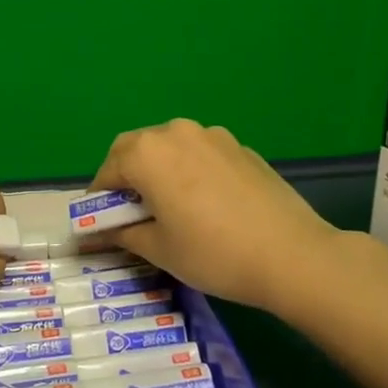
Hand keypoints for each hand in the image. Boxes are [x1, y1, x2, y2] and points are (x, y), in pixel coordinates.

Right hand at [90, 119, 353, 314]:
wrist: (292, 255)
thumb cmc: (212, 253)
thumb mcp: (158, 249)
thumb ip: (121, 233)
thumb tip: (95, 233)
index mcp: (147, 153)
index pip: (107, 170)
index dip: (98, 198)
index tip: (100, 223)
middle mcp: (175, 132)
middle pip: (136, 149)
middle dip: (126, 176)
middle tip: (130, 212)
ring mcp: (212, 135)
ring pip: (169, 147)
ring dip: (158, 169)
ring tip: (169, 206)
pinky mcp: (240, 147)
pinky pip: (200, 154)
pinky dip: (190, 171)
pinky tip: (205, 204)